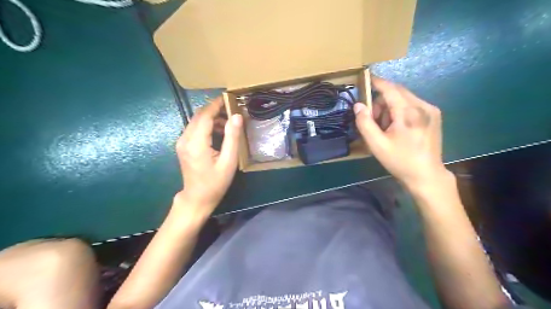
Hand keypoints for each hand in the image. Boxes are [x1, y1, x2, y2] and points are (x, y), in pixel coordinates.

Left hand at [175, 97, 241, 214]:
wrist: (197, 198)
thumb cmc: (215, 183)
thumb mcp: (229, 162)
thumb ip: (232, 138)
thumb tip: (236, 116)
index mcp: (196, 142)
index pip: (205, 115)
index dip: (217, 104)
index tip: (230, 98)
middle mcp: (185, 139)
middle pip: (199, 115)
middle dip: (215, 109)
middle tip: (232, 109)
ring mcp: (182, 142)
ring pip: (196, 121)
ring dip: (211, 117)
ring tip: (228, 123)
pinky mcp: (183, 146)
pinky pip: (194, 129)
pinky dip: (206, 125)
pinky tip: (218, 132)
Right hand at [355, 76, 448, 188]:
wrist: (426, 175)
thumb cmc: (399, 161)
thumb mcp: (377, 145)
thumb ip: (365, 123)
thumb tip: (358, 105)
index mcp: (408, 113)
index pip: (390, 89)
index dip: (377, 82)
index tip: (365, 78)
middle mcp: (422, 106)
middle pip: (396, 92)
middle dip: (381, 101)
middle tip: (373, 120)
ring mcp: (431, 109)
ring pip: (404, 98)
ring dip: (390, 107)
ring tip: (386, 127)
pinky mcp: (434, 115)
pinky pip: (412, 104)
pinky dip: (400, 110)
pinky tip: (399, 127)